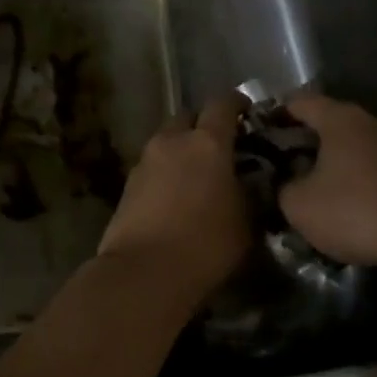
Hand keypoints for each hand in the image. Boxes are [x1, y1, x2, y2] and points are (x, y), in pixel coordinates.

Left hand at [99, 95, 250, 300]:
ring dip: (181, 150)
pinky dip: (165, 172)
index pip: (223, 104)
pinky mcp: (127, 185)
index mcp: (207, 142)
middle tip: (220, 147)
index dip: (237, 103)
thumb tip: (249, 182)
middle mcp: (172, 141)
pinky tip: (175, 196)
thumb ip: (249, 192)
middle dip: (203, 125)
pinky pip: (152, 166)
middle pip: (188, 117)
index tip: (248, 112)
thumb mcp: (246, 221)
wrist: (144, 272)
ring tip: (197, 175)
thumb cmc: (206, 244)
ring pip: (167, 141)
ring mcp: (145, 161)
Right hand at [278, 94, 376, 269]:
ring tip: (317, 188)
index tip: (261, 133)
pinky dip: (360, 179)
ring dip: (335, 162)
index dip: (277, 114)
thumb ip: (283, 188)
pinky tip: (351, 205)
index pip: (300, 102)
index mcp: (341, 119)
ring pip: (356, 146)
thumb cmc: (354, 211)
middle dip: (306, 141)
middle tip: (285, 164)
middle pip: (331, 122)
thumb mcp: (299, 205)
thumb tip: (287, 184)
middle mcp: (373, 122)